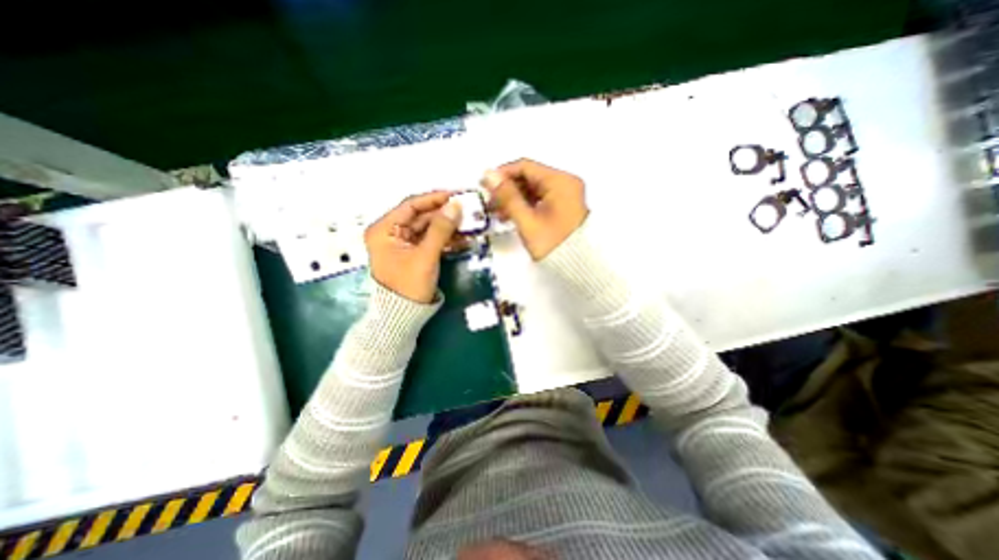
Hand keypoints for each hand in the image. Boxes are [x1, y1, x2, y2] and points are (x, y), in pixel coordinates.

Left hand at [366, 192, 462, 306]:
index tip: (455, 195)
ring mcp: (403, 244)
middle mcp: (391, 233)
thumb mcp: (426, 255)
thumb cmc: (409, 285)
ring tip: (469, 223)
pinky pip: (431, 240)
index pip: (410, 205)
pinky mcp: (414, 253)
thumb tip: (456, 206)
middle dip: (444, 214)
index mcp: (384, 230)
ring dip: (447, 226)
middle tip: (467, 210)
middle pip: (421, 216)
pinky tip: (462, 237)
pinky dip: (445, 239)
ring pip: (428, 228)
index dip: (433, 199)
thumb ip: (441, 229)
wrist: (404, 315)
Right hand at [482, 157, 585, 259]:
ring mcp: (566, 195)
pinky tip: (511, 216)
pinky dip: (525, 206)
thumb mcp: (527, 220)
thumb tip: (488, 175)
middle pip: (530, 177)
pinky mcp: (564, 206)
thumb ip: (507, 196)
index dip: (502, 174)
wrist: (578, 266)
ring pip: (534, 189)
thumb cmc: (552, 243)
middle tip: (489, 203)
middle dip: (507, 189)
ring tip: (497, 213)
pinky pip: (541, 199)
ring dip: (514, 199)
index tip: (484, 185)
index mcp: (560, 181)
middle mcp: (565, 183)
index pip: (525, 167)